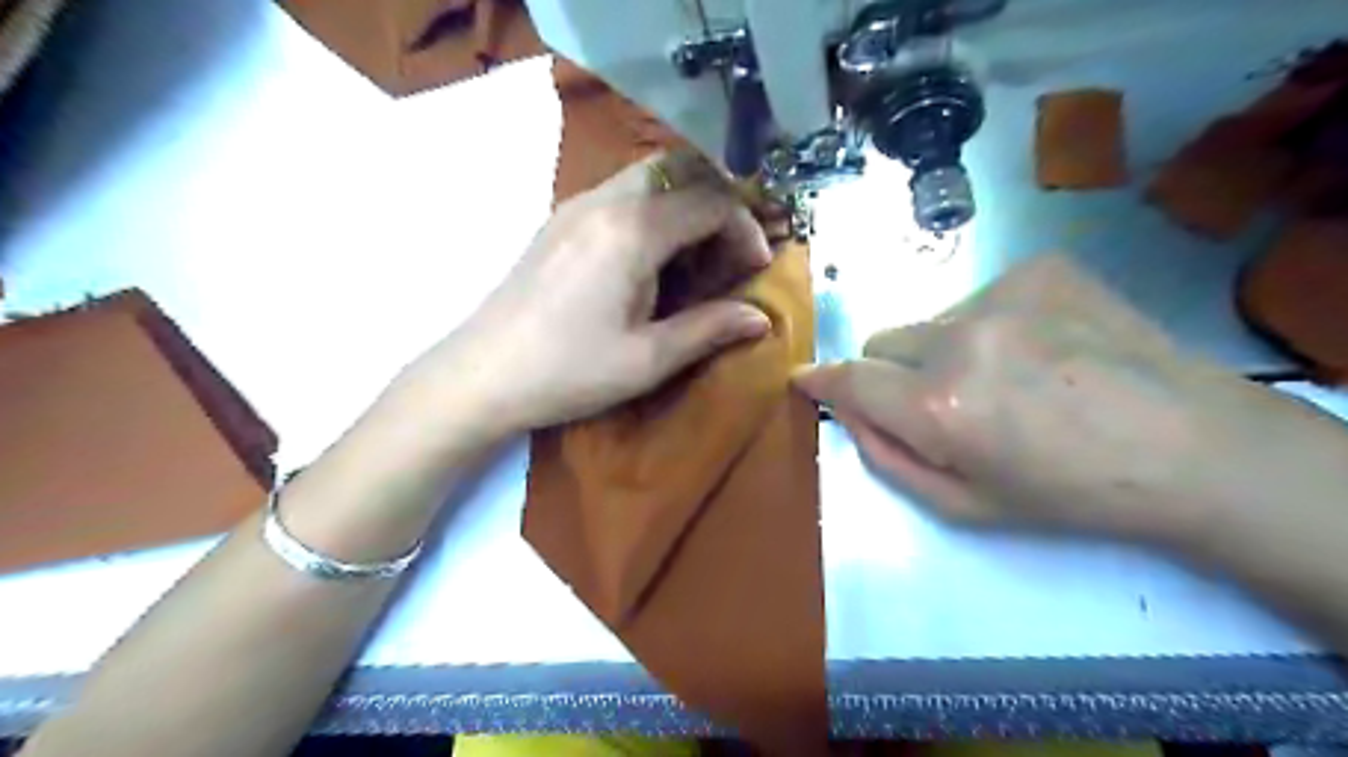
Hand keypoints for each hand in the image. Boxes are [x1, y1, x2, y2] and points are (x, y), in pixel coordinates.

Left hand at [398, 150, 773, 439]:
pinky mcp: (559, 221)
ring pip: (649, 177)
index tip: (758, 267)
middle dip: (718, 202)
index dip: (745, 228)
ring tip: (695, 258)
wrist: (480, 375)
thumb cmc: (568, 371)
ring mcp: (576, 206)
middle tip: (730, 250)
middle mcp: (604, 201)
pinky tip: (651, 260)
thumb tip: (761, 317)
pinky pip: (621, 194)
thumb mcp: (647, 359)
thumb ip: (708, 329)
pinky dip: (653, 212)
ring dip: (684, 205)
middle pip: (680, 170)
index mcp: (631, 231)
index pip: (710, 201)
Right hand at [792, 256, 1347, 546]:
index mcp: (939, 407)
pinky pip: (980, 298)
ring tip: (1011, 378)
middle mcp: (959, 340)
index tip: (806, 380)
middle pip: (882, 340)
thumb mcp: (965, 507)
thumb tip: (849, 414)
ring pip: (931, 320)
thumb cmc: (1070, 493)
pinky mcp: (1039, 268)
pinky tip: (1044, 349)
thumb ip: (888, 458)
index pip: (849, 379)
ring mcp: (1002, 295)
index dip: (822, 381)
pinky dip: (992, 325)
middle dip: (893, 372)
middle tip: (944, 402)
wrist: (1191, 445)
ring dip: (946, 349)